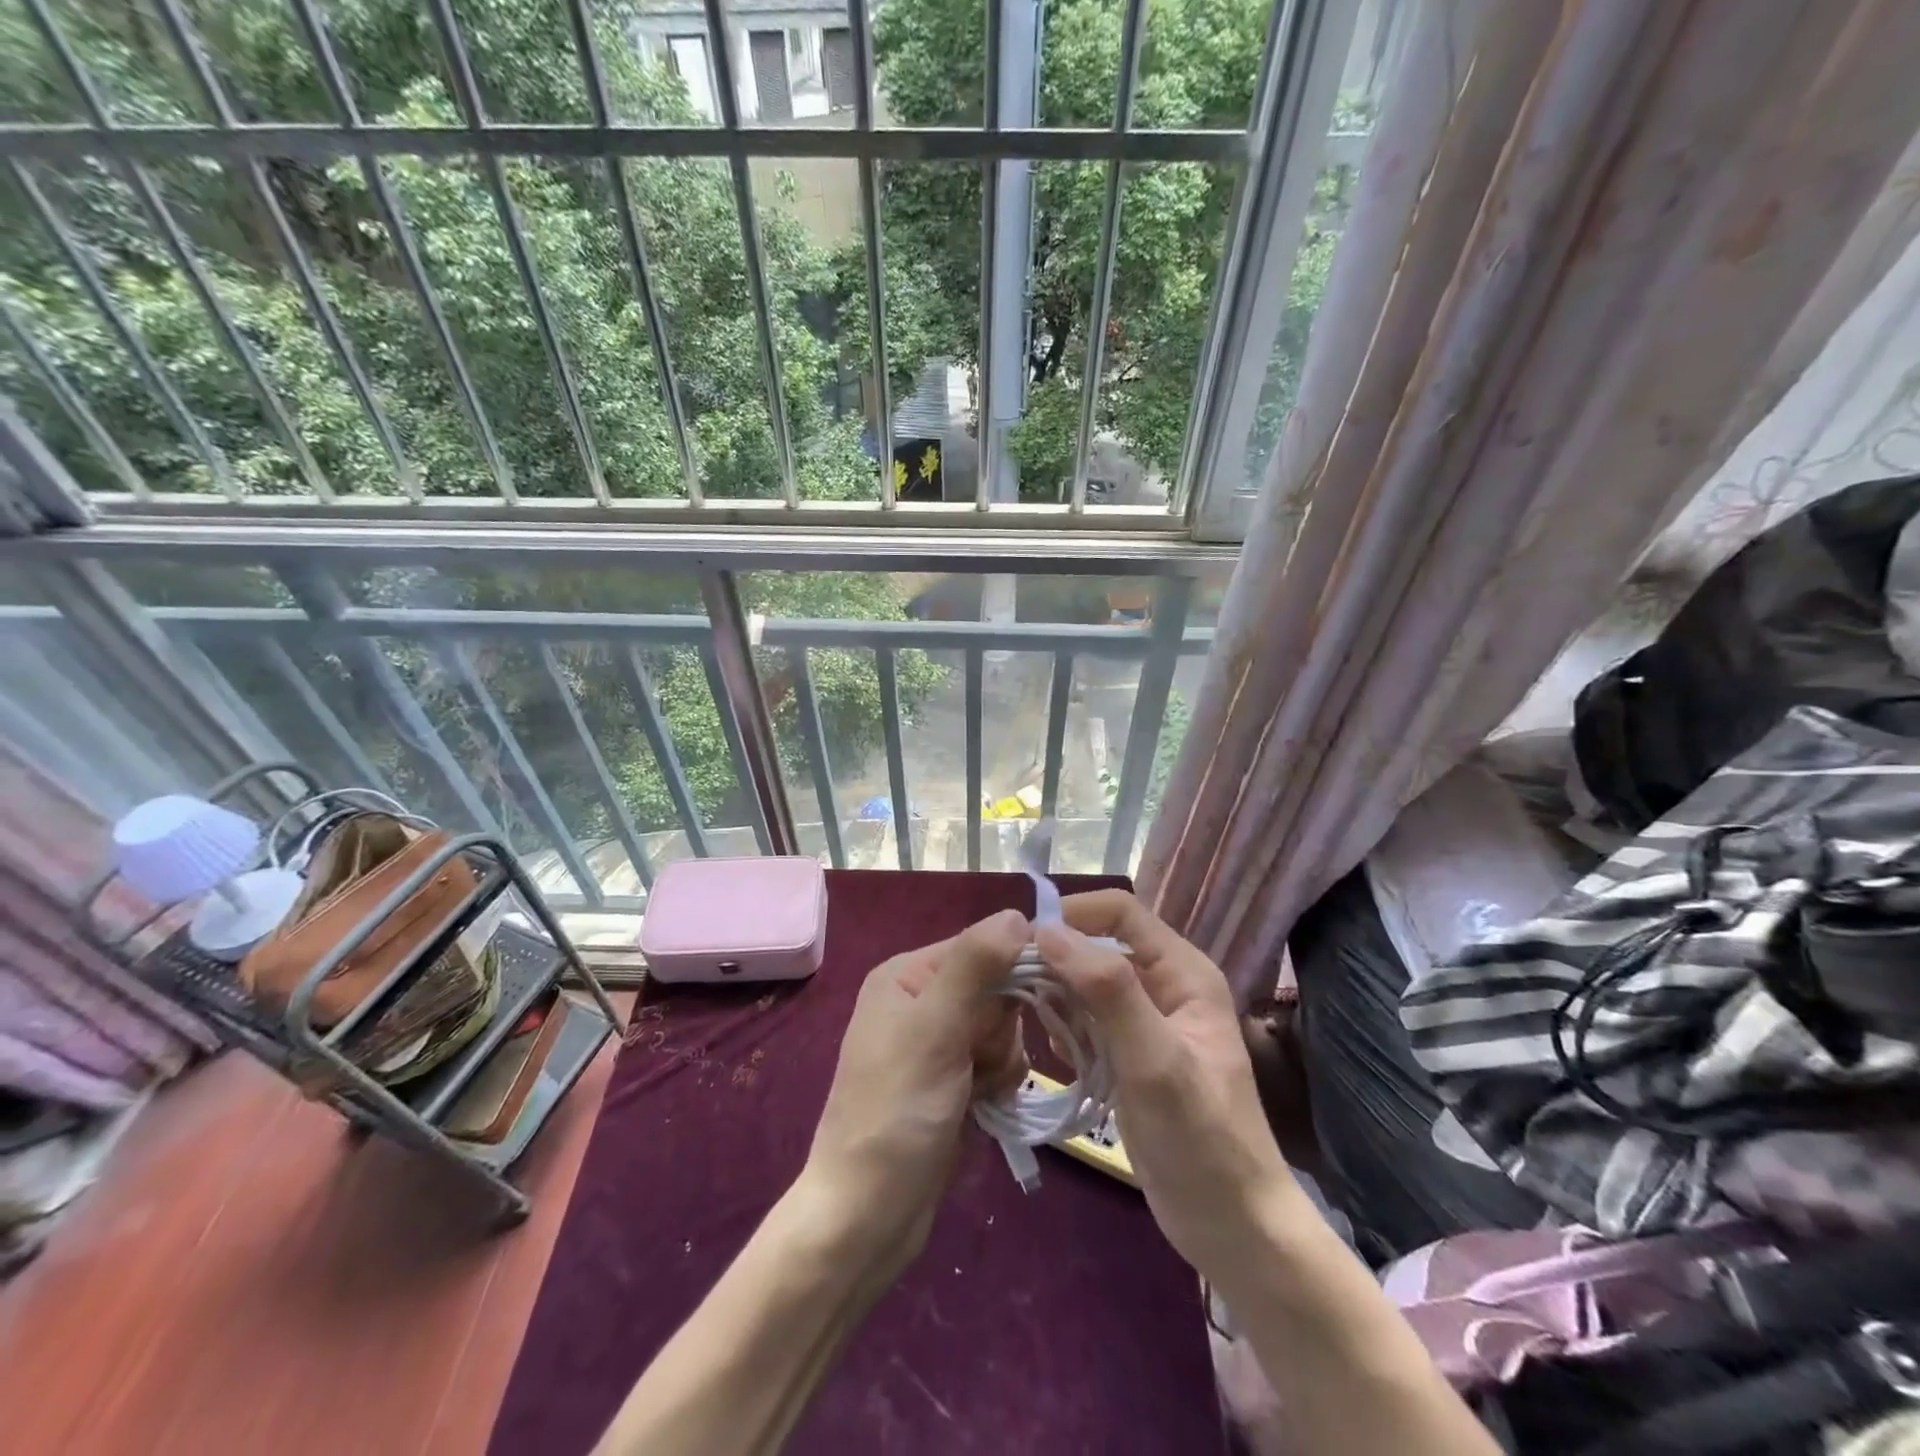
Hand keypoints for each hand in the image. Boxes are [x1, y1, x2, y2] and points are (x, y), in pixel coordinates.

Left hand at [800, 909, 1029, 1265]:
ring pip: (1004, 1028)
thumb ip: (975, 966)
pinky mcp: (952, 1080)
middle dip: (1002, 1028)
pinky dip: (999, 1082)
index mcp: (907, 974)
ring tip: (979, 1092)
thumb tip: (1016, 913)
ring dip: (1002, 1060)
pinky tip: (984, 1108)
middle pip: (997, 988)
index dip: (1012, 972)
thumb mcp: (934, 1030)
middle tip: (980, 1062)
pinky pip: (997, 1061)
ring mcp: (937, 1042)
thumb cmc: (896, 1113)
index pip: (982, 946)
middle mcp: (921, 1000)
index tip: (1029, 1007)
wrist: (867, 1217)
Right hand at [1035, 891, 1293, 1282]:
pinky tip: (1058, 1057)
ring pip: (1087, 984)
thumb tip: (1048, 931)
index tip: (1025, 941)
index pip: (1120, 911)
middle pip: (1098, 946)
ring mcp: (1146, 1022)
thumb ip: (1107, 991)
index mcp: (1182, 972)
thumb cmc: (1201, 1140)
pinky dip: (1066, 1029)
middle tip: (1014, 987)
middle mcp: (1164, 986)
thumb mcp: (1155, 1060)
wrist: (1233, 1229)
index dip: (1073, 915)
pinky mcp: (1130, 1055)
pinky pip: (1088, 1021)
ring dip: (1057, 996)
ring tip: (1031, 1024)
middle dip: (1057, 959)